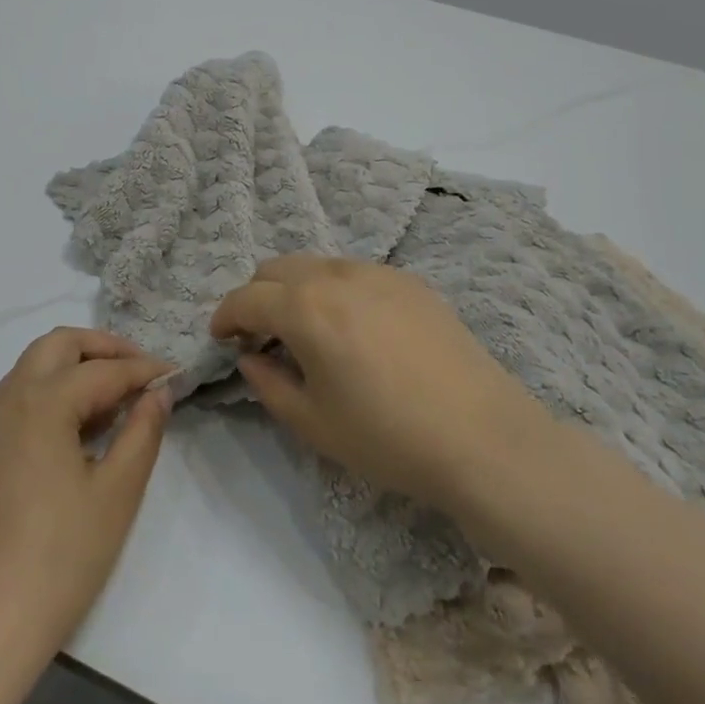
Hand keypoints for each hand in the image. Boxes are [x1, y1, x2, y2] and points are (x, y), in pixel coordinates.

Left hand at [0, 328, 173, 657]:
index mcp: (42, 402)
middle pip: (58, 345)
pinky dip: (51, 391)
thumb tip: (159, 392)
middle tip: (140, 371)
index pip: (103, 370)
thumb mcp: (118, 492)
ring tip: (114, 399)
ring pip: (34, 367)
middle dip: (103, 348)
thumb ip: (143, 430)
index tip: (175, 374)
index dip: (144, 370)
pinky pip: (18, 396)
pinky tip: (77, 427)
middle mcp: (9, 398)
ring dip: (75, 367)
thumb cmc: (63, 556)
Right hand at [210, 255, 553, 514]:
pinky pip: (355, 273)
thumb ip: (267, 383)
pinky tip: (355, 330)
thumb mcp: (312, 423)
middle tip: (261, 336)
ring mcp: (378, 272)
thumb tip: (251, 357)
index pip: (246, 297)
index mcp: (305, 307)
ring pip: (317, 265)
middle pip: (276, 268)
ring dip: (296, 290)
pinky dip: (335, 290)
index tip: (221, 338)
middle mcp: (336, 275)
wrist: (484, 438)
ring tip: (308, 331)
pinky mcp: (411, 282)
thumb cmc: (387, 437)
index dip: (225, 317)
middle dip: (257, 296)